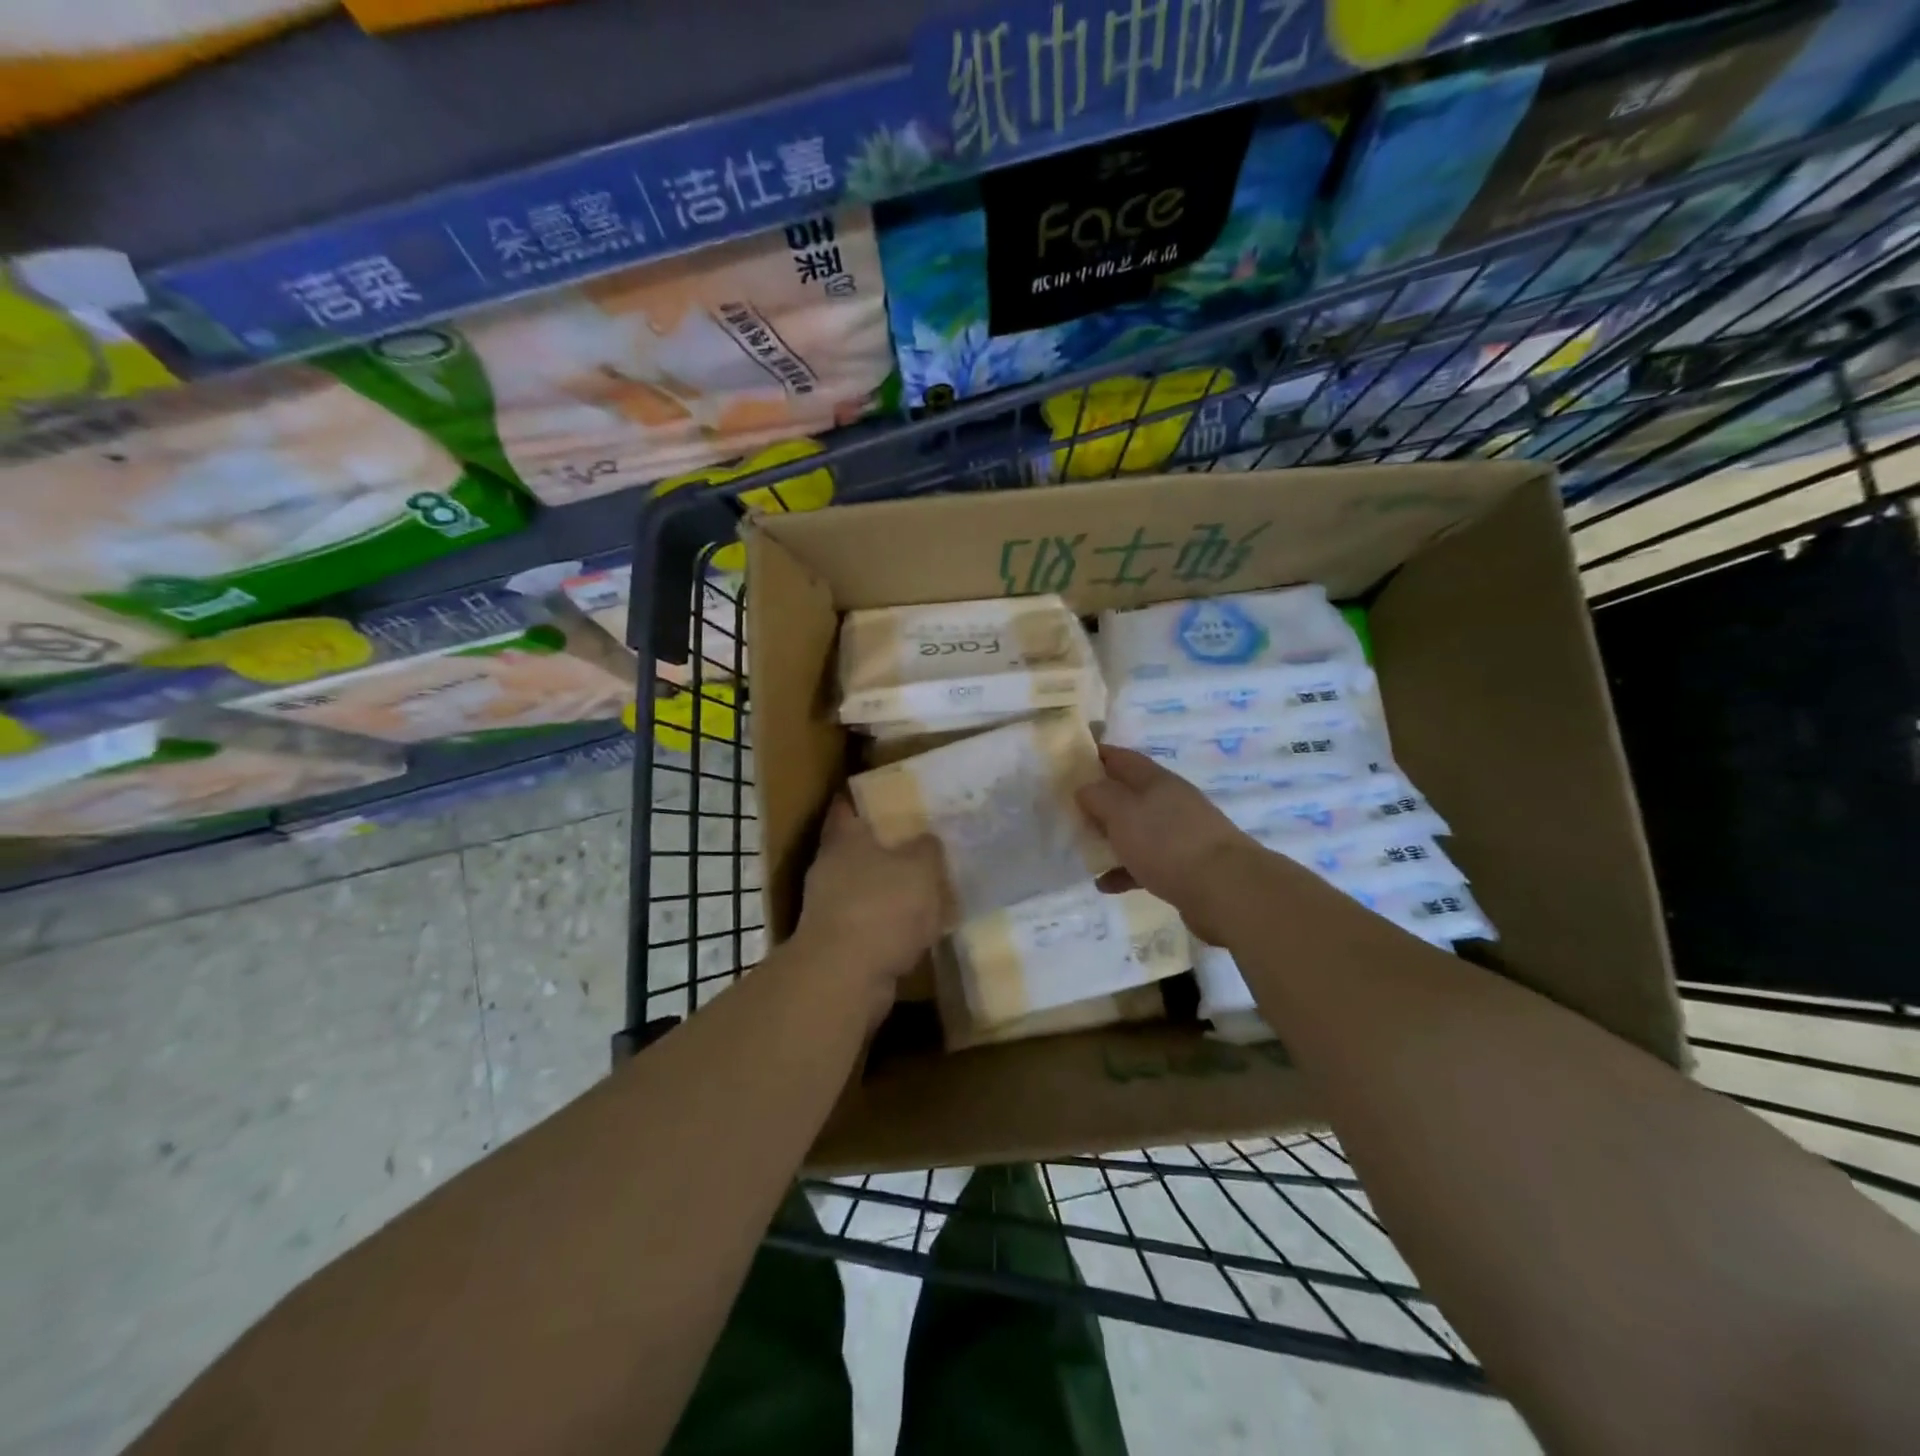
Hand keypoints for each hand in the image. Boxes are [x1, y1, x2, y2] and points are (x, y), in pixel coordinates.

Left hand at [794, 798, 945, 1003]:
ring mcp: (828, 907)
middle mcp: (829, 868)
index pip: (845, 806)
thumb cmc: (883, 907)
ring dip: (886, 888)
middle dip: (883, 846)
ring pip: (862, 887)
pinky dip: (887, 923)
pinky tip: (915, 929)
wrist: (845, 977)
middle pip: (855, 848)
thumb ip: (927, 849)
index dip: (861, 797)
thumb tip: (926, 841)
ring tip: (922, 887)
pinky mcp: (836, 943)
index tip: (883, 793)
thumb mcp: (921, 868)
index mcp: (844, 839)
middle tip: (917, 842)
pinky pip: (868, 922)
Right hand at [1076, 745, 1261, 943]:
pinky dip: (1124, 871)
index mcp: (1156, 780)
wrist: (1225, 890)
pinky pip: (1145, 864)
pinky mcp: (1184, 867)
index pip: (1121, 758)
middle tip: (1068, 810)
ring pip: (1136, 830)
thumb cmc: (1167, 842)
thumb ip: (1098, 796)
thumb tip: (1085, 787)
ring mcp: (1179, 835)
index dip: (1095, 755)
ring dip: (1110, 838)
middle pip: (1128, 794)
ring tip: (1084, 850)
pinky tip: (1105, 884)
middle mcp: (1170, 802)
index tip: (1069, 760)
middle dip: (1099, 801)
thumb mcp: (1122, 812)